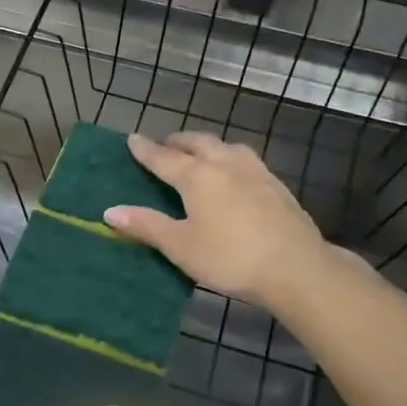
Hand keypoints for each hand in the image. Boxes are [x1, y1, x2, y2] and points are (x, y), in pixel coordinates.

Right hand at [105, 131, 335, 307]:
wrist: (296, 267)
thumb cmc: (230, 258)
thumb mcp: (180, 246)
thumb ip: (146, 226)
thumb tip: (110, 211)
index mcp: (197, 176)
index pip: (164, 157)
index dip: (145, 149)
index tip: (132, 138)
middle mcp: (225, 164)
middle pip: (198, 143)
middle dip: (178, 141)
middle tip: (165, 145)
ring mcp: (255, 171)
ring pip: (226, 146)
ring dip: (207, 145)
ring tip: (199, 153)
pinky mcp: (276, 185)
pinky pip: (245, 160)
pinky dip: (229, 158)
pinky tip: (234, 173)